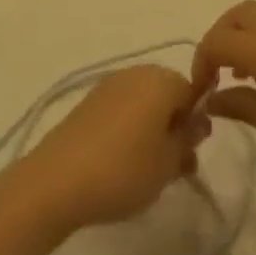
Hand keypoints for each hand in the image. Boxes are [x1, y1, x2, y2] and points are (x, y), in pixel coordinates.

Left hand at [18, 65, 204, 233]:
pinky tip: (123, 162)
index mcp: (160, 80)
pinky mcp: (87, 103)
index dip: (195, 123)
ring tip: (149, 171)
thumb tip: (198, 121)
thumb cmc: (124, 170)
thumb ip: (188, 138)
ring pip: (143, 104)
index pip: (192, 92)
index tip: (190, 154)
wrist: (57, 181)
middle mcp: (134, 73)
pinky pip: (121, 111)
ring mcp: (108, 86)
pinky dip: (129, 130)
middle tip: (174, 166)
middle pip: (166, 95)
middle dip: (174, 127)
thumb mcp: (169, 162)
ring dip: (152, 131)